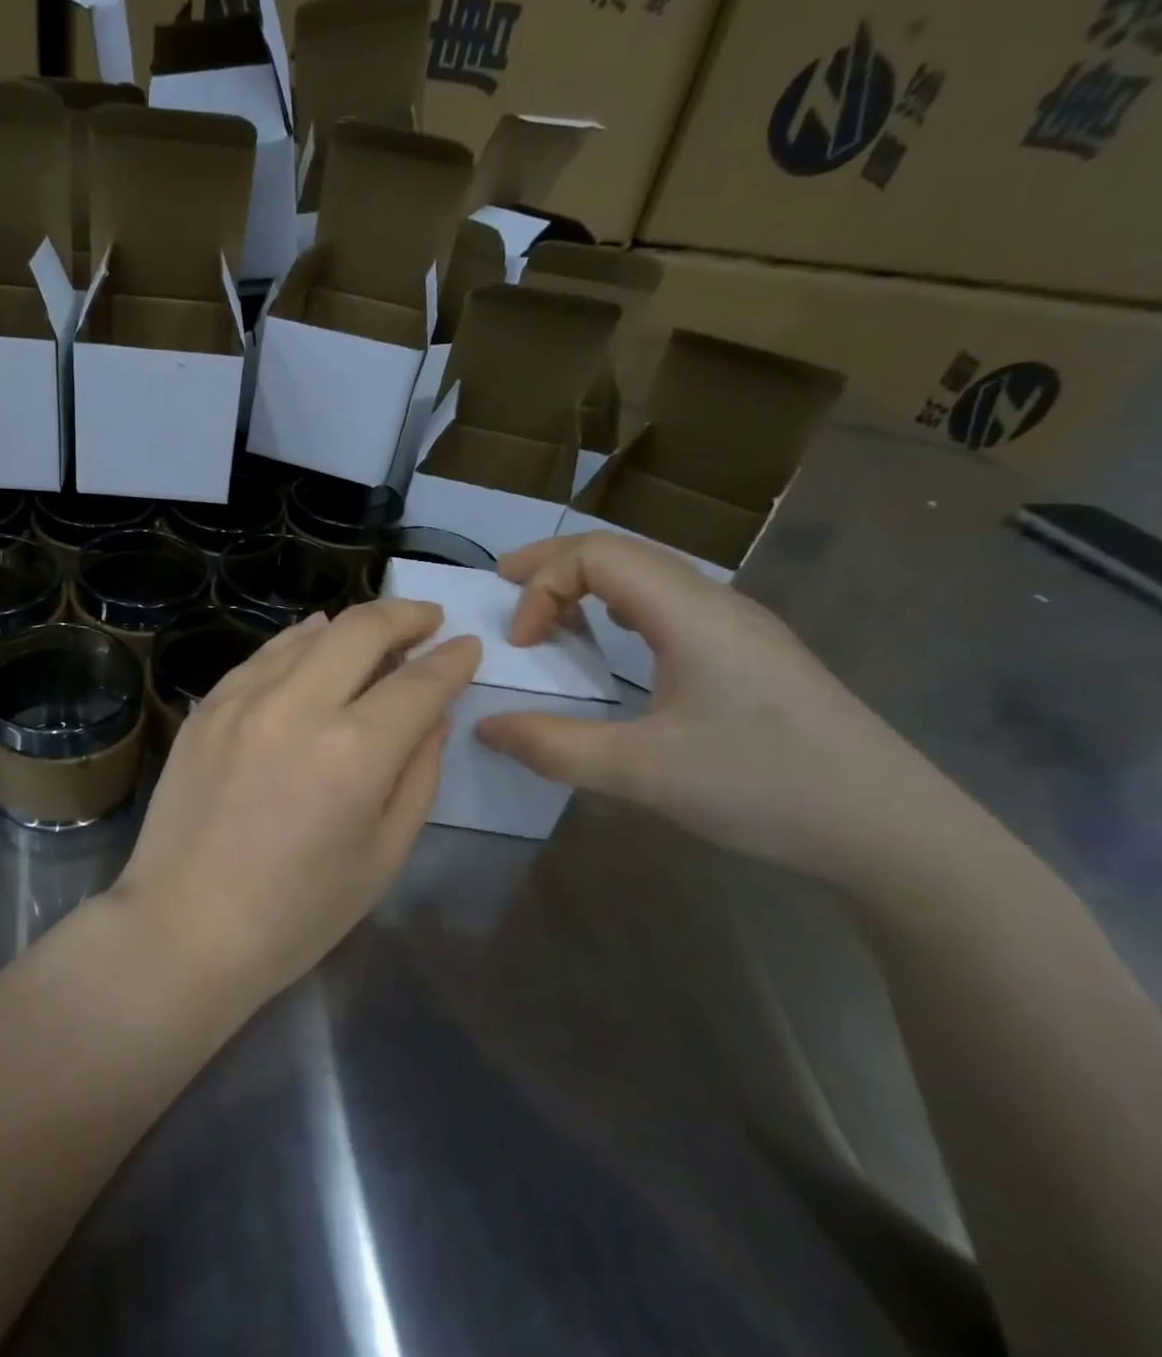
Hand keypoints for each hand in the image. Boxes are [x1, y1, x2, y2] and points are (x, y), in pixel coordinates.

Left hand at [114, 599, 481, 1001]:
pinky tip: (312, 639)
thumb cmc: (297, 914)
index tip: (467, 648)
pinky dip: (298, 641)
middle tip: (427, 620)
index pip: (418, 683)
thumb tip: (434, 715)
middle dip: (405, 615)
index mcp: (353, 754)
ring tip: (376, 632)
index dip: (452, 661)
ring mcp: (242, 701)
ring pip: (308, 635)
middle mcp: (296, 708)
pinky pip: (262, 656)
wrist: (185, 926)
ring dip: (351, 625)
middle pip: (361, 630)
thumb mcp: (382, 856)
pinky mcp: (206, 707)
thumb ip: (418, 776)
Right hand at [475, 533, 957, 885]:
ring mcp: (740, 628)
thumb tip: (486, 726)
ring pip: (649, 574)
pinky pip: (670, 604)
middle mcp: (717, 604)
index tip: (522, 645)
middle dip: (553, 564)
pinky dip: (620, 607)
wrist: (897, 833)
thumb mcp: (643, 774)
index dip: (543, 585)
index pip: (597, 554)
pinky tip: (614, 644)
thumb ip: (554, 747)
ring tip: (549, 616)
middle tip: (505, 588)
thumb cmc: (766, 788)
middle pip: (621, 550)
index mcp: (691, 614)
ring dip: (588, 583)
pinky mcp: (752, 656)